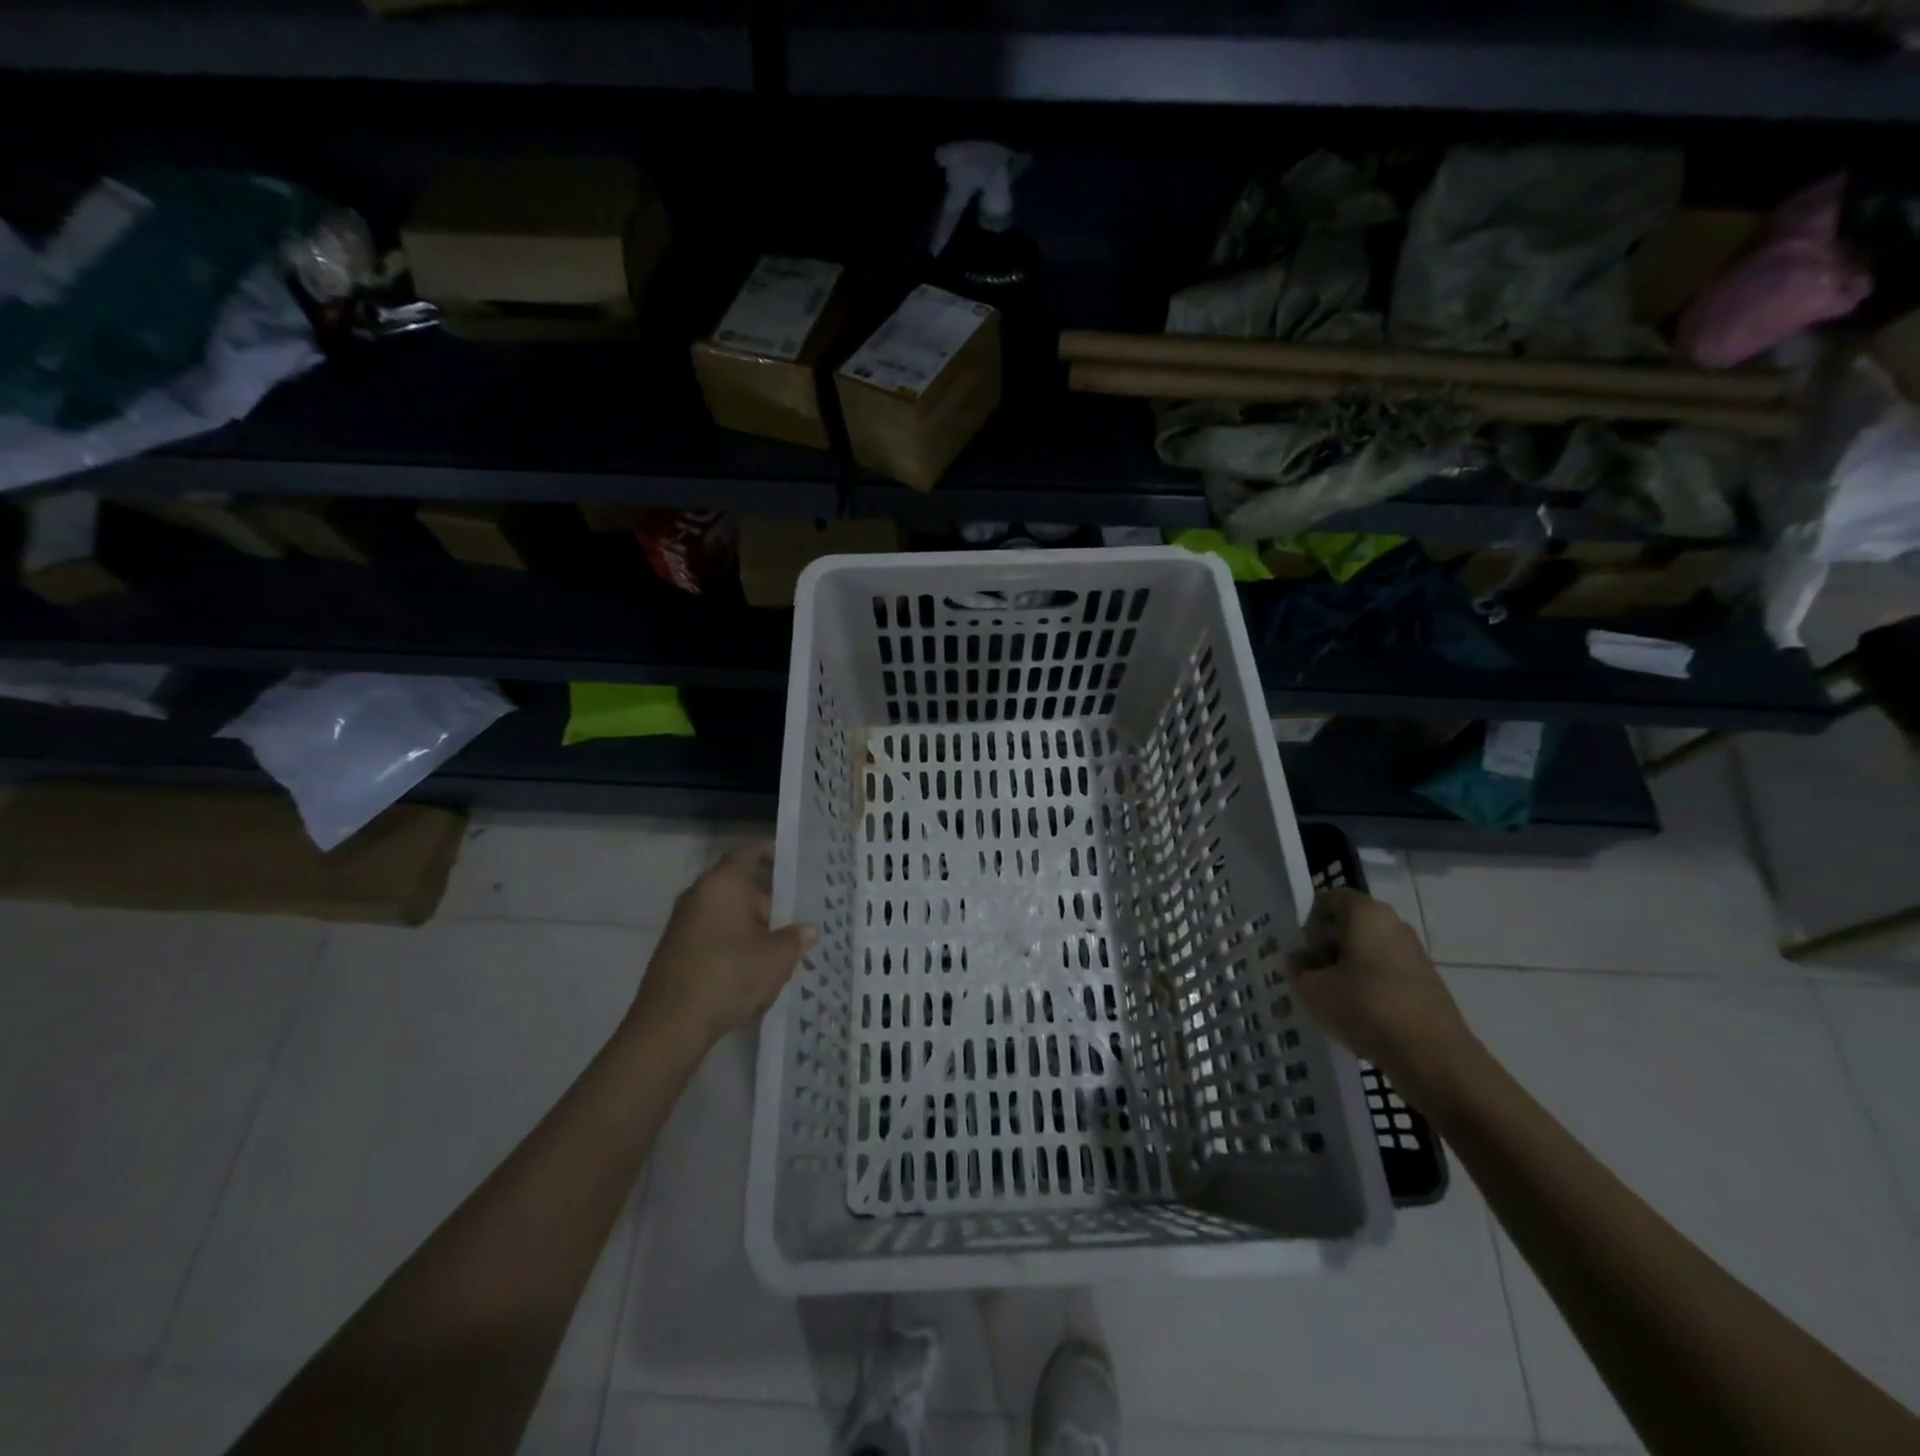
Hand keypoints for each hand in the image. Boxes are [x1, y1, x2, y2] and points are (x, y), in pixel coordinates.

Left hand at [630, 842, 815, 1048]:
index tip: (791, 863)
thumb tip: (807, 930)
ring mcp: (683, 922)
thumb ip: (796, 938)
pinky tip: (753, 969)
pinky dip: (734, 942)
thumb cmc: (730, 975)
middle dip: (769, 901)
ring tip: (780, 948)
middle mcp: (699, 894)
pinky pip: (713, 934)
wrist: (671, 1024)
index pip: (748, 852)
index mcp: (722, 883)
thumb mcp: (777, 957)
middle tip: (796, 918)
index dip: (770, 852)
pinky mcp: (676, 949)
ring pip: (727, 913)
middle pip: (740, 886)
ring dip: (752, 926)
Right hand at [1286, 888, 1474, 1088]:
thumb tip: (1298, 962)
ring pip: (1368, 951)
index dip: (1309, 924)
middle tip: (1314, 979)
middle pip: (1349, 925)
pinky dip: (1370, 987)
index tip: (1306, 955)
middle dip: (1327, 949)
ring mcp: (1414, 953)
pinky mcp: (1427, 981)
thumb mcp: (1312, 990)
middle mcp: (1393, 923)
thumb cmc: (1365, 1008)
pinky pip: (1387, 973)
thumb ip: (1297, 970)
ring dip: (1347, 970)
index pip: (1328, 900)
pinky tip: (1362, 1016)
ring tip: (1335, 1002)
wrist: (1433, 1056)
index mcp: (1365, 913)